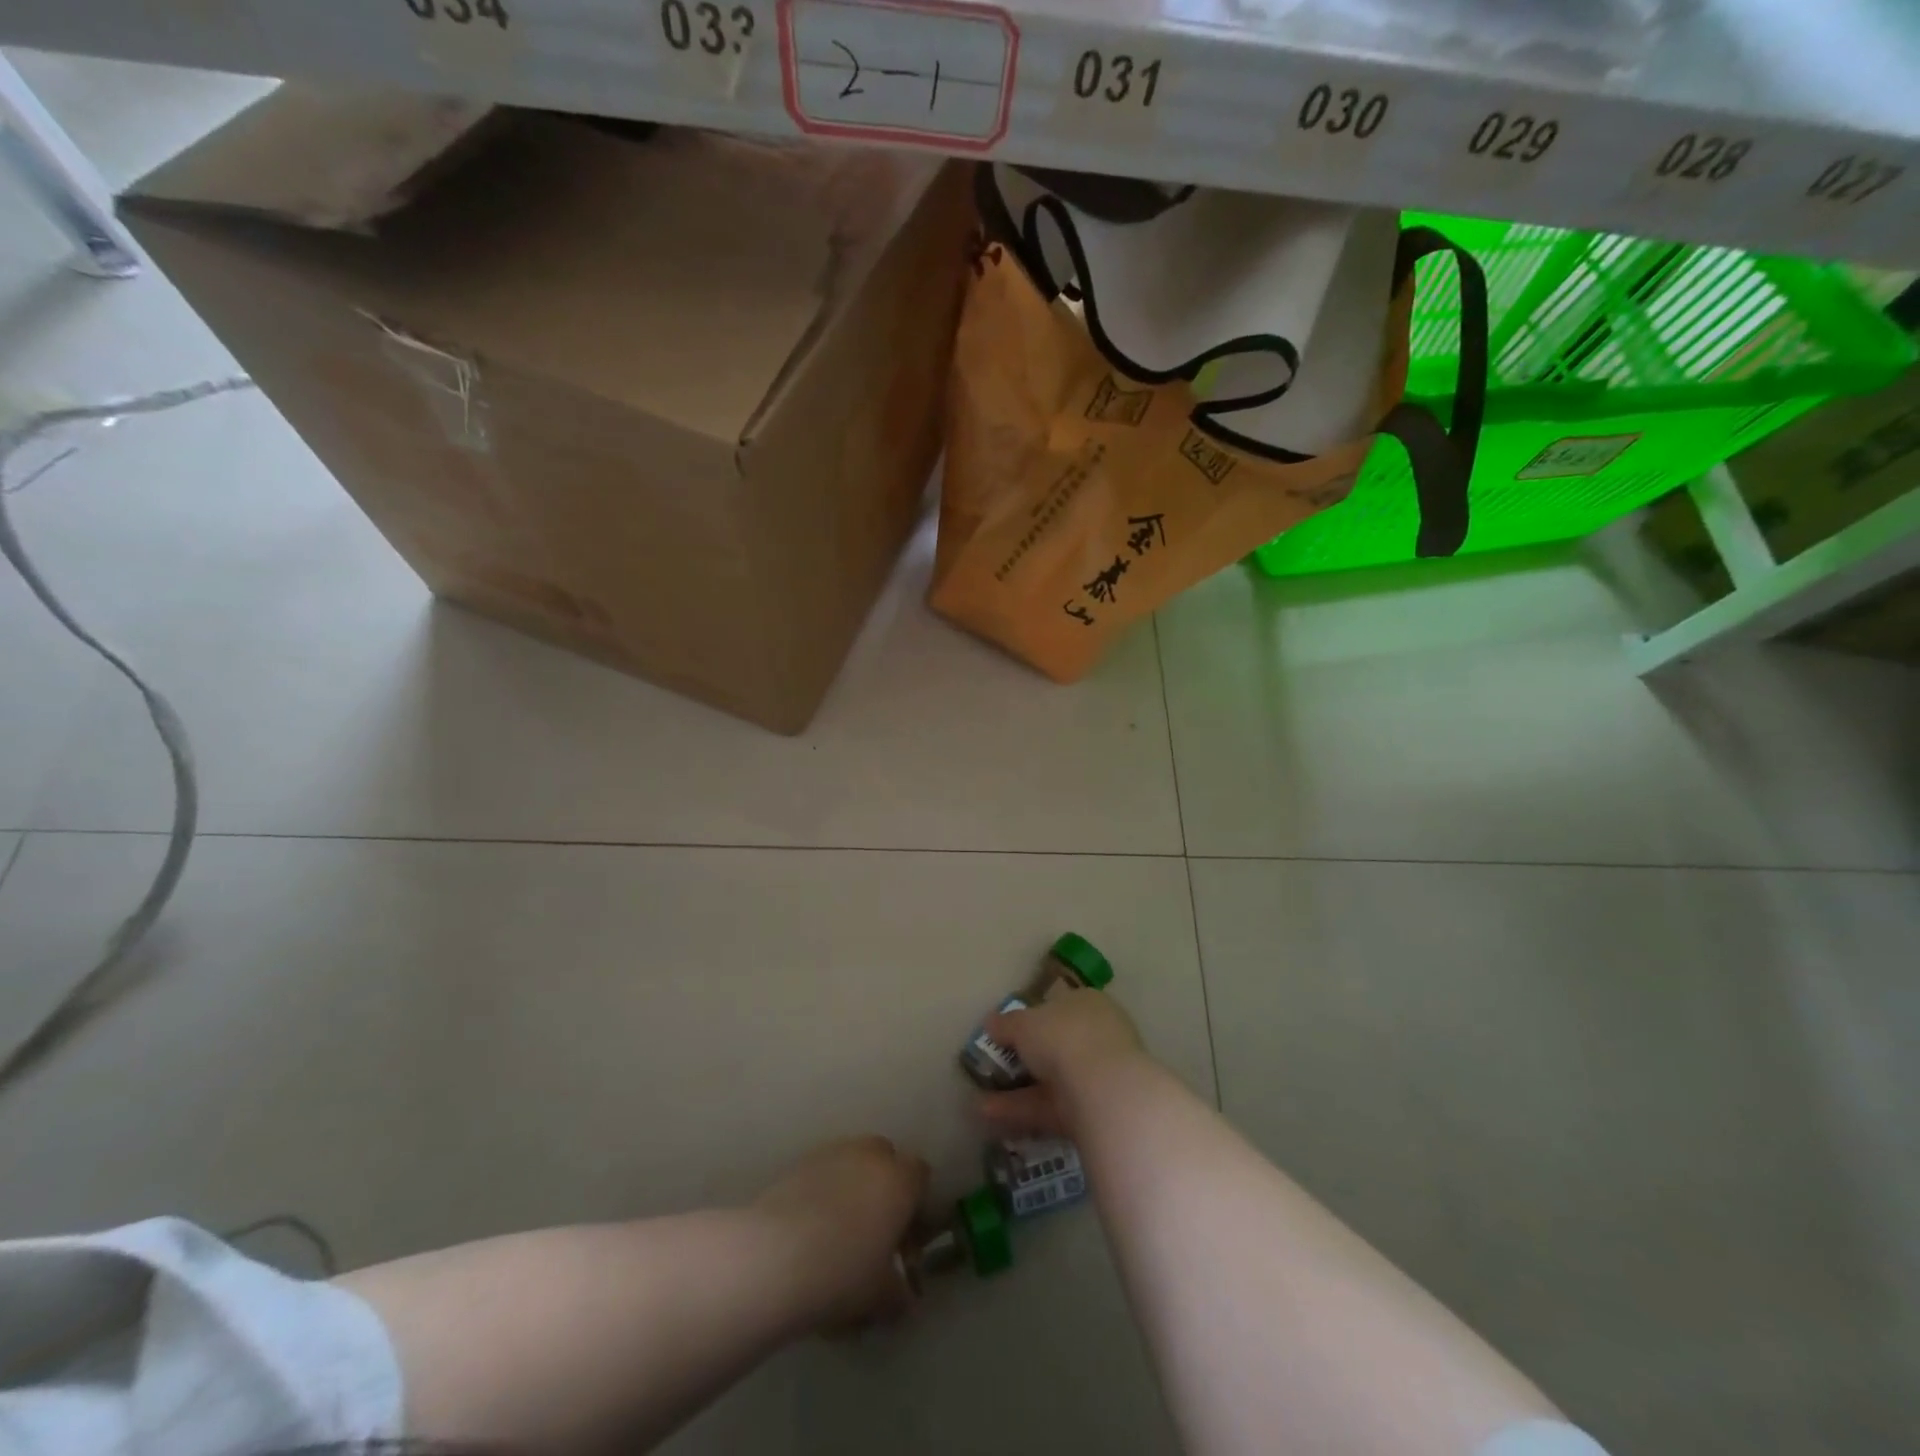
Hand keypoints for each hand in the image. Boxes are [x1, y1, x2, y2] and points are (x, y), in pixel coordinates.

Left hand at [754, 1136, 929, 1330]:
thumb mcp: (882, 1297)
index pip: (921, 1175)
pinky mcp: (800, 1162)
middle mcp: (871, 1154)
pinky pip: (823, 1172)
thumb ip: (900, 1294)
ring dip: (852, 1188)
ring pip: (852, 1163)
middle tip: (873, 1234)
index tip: (905, 1242)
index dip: (916, 1206)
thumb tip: (905, 1298)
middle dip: (883, 1189)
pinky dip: (823, 1192)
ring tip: (837, 1234)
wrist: (775, 1257)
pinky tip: (810, 1230)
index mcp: (900, 1180)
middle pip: (886, 1160)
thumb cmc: (842, 1273)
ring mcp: (833, 1152)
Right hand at [978, 987, 1147, 1139]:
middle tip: (992, 1067)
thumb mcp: (1024, 1023)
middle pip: (1056, 1046)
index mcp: (1088, 1003)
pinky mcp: (1093, 1112)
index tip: (1005, 1032)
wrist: (1102, 1090)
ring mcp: (1098, 1076)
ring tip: (977, 1100)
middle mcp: (1098, 1036)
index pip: (1058, 1006)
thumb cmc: (1063, 1037)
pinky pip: (1051, 1108)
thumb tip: (990, 1022)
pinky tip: (987, 1116)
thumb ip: (1006, 1024)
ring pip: (1051, 1081)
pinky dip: (1021, 1111)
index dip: (1031, 1018)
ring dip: (1015, 1091)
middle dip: (1024, 1059)